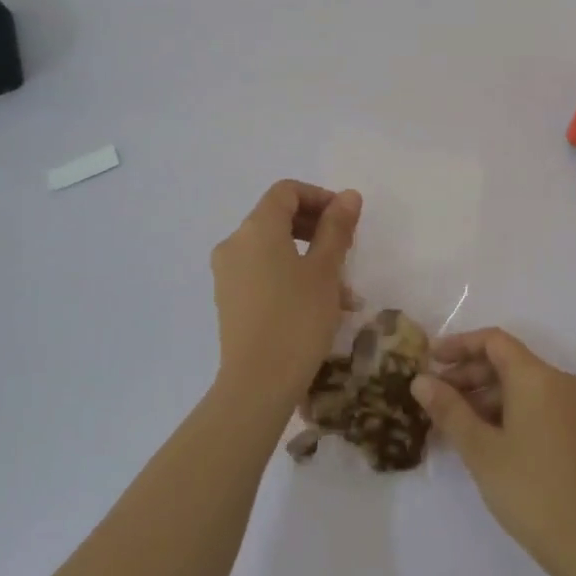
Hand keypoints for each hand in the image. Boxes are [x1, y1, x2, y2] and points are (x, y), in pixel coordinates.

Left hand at [210, 180, 361, 410]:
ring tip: (342, 287)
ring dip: (308, 255)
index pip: (286, 192)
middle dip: (316, 227)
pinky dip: (290, 274)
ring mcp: (227, 272)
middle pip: (277, 217)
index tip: (346, 220)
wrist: (257, 384)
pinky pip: (262, 271)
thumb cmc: (297, 319)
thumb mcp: (325, 270)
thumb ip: (337, 228)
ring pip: (273, 248)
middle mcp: (235, 243)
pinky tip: (319, 304)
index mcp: (256, 228)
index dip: (320, 197)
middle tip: (347, 249)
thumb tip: (348, 195)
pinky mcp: (228, 298)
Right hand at [413, 329, 575, 575]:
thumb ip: (449, 409)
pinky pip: (532, 404)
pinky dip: (503, 410)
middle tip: (432, 395)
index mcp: (536, 376)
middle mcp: (557, 381)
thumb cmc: (529, 488)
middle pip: (506, 361)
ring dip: (483, 395)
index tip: (429, 359)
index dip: (459, 345)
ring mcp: (569, 407)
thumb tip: (420, 380)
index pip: (493, 341)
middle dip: (467, 373)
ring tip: (449, 420)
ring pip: (518, 385)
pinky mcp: (573, 430)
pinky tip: (479, 435)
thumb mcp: (480, 448)